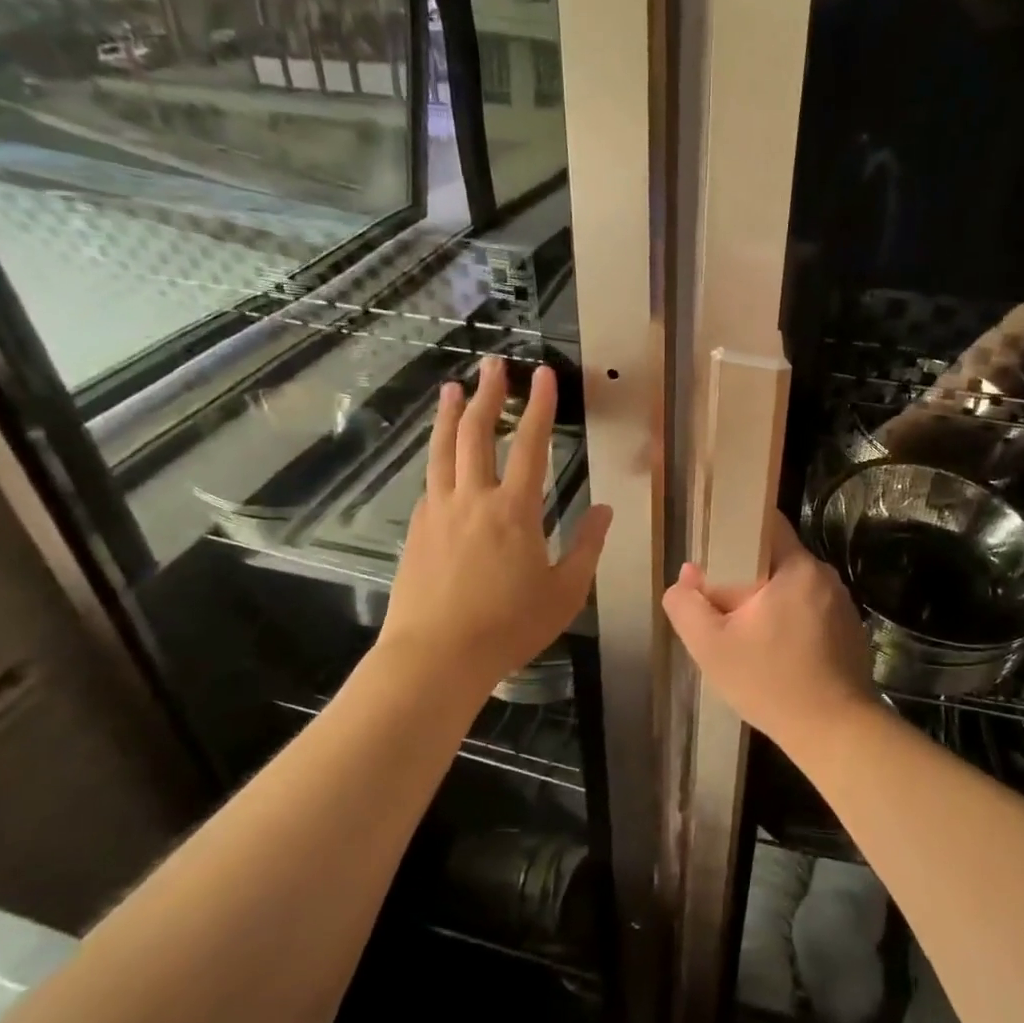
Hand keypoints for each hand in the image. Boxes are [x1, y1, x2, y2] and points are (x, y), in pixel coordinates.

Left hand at [378, 356, 611, 694]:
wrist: (435, 657)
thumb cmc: (508, 628)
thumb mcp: (564, 592)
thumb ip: (586, 547)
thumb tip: (606, 511)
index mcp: (514, 511)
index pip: (530, 445)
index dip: (539, 407)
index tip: (544, 375)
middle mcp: (472, 500)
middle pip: (476, 434)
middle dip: (487, 394)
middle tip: (492, 365)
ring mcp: (438, 512)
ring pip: (442, 451)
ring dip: (448, 416)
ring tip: (451, 390)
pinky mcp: (417, 531)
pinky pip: (430, 483)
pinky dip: (437, 459)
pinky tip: (440, 459)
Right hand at [663, 514, 874, 746]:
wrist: (835, 733)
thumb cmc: (771, 682)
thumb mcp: (711, 646)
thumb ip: (687, 606)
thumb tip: (686, 577)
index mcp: (797, 568)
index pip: (767, 524)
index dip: (736, 532)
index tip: (713, 554)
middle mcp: (825, 577)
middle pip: (776, 560)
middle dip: (746, 577)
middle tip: (720, 606)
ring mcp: (842, 605)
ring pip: (792, 588)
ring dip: (768, 602)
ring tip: (745, 634)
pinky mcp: (850, 631)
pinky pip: (810, 611)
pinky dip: (790, 622)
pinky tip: (775, 654)